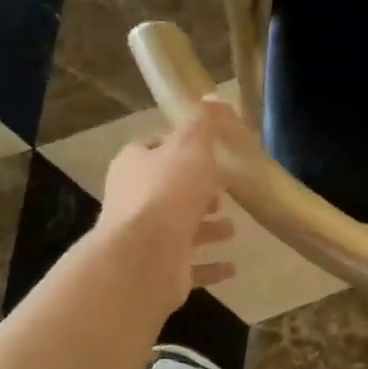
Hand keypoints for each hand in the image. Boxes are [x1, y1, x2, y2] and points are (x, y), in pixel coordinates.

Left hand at [96, 101, 241, 311]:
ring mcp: (144, 238)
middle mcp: (133, 200)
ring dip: (206, 228)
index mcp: (134, 165)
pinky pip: (189, 265)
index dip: (181, 147)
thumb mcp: (191, 146)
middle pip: (168, 189)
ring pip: (180, 228)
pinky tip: (232, 267)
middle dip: (197, 190)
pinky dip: (210, 266)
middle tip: (225, 190)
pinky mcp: (158, 269)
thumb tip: (214, 99)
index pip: (154, 147)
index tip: (210, 152)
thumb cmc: (168, 193)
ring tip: (234, 227)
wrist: (145, 257)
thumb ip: (204, 123)